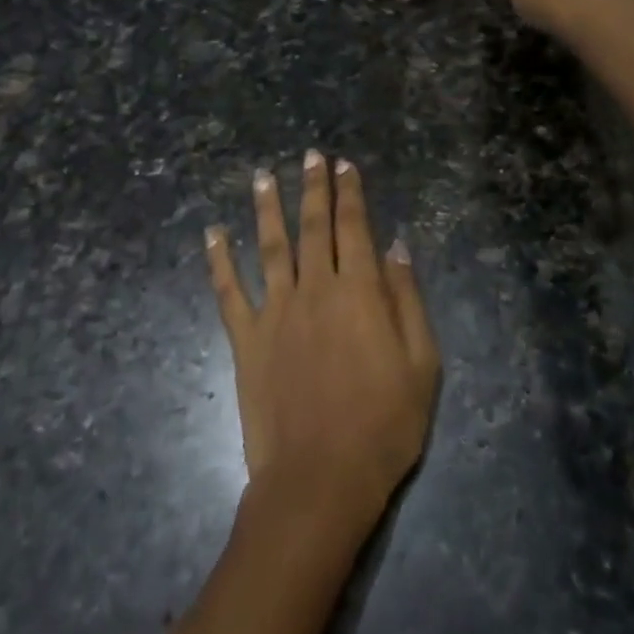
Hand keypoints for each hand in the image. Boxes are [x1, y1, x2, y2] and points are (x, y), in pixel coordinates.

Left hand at [205, 152, 439, 537]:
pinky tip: (212, 233)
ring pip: (270, 246)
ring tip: (263, 175)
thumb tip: (396, 247)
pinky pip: (228, 291)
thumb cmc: (384, 425)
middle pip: (313, 226)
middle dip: (313, 187)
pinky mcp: (246, 339)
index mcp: (358, 292)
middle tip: (310, 155)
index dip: (350, 193)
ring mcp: (275, 311)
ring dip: (267, 207)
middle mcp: (314, 289)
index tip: (344, 165)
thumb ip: (407, 300)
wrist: (320, 479)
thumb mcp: (421, 364)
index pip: (354, 227)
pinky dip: (219, 259)